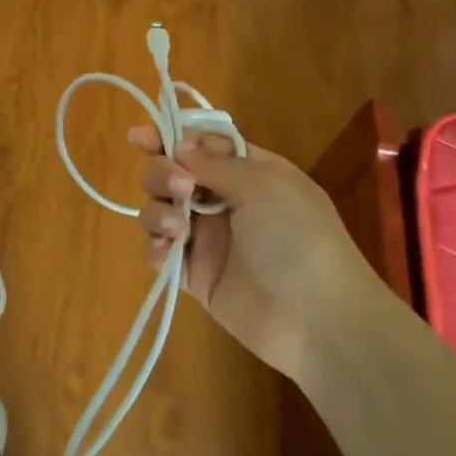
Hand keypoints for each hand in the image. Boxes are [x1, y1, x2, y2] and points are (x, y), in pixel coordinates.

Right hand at [130, 127, 390, 379]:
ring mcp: (207, 238)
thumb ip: (216, 162)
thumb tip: (180, 145)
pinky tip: (168, 253)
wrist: (316, 318)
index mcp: (248, 171)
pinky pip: (160, 252)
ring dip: (158, 211)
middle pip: (172, 173)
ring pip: (160, 210)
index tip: (138, 137)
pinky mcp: (193, 275)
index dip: (169, 137)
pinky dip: (156, 248)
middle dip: (164, 174)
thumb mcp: (264, 186)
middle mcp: (224, 200)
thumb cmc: (297, 239)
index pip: (201, 144)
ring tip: (177, 230)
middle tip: (180, 188)